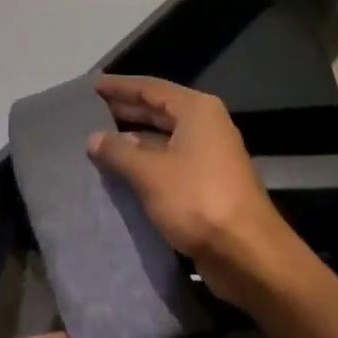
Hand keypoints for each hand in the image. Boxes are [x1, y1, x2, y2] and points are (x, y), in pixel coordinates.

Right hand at [87, 75, 307, 305]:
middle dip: (126, 110)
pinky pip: (170, 161)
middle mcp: (206, 125)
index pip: (151, 88)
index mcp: (197, 110)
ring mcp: (209, 154)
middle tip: (91, 112)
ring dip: (134, 139)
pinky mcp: (208, 182)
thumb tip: (93, 138)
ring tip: (99, 141)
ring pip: (164, 138)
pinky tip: (122, 171)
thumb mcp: (150, 173)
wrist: (247, 252)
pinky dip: (146, 162)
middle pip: (159, 109)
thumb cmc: (198, 200)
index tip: (93, 86)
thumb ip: (119, 152)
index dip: (121, 87)